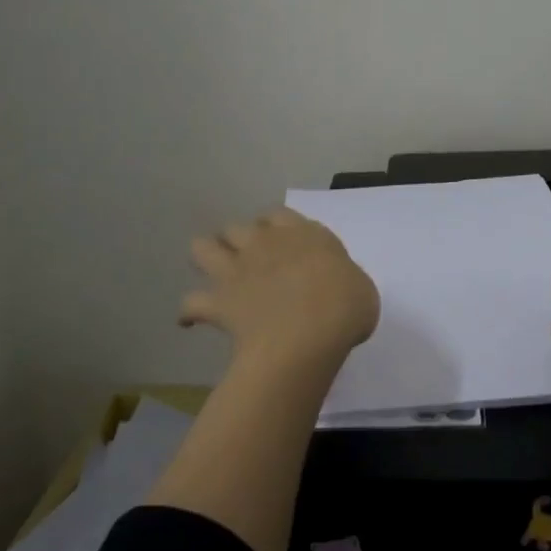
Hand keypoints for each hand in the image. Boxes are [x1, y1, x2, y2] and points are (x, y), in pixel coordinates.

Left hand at [180, 207, 379, 361]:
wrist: (309, 334)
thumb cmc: (345, 307)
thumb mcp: (360, 288)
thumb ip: (341, 280)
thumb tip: (332, 289)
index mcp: (303, 235)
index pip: (280, 216)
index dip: (276, 228)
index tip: (282, 243)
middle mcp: (265, 243)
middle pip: (239, 228)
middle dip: (239, 241)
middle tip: (249, 261)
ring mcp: (237, 270)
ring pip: (203, 248)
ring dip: (206, 258)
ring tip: (215, 275)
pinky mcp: (219, 301)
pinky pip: (191, 303)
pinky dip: (190, 311)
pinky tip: (191, 321)